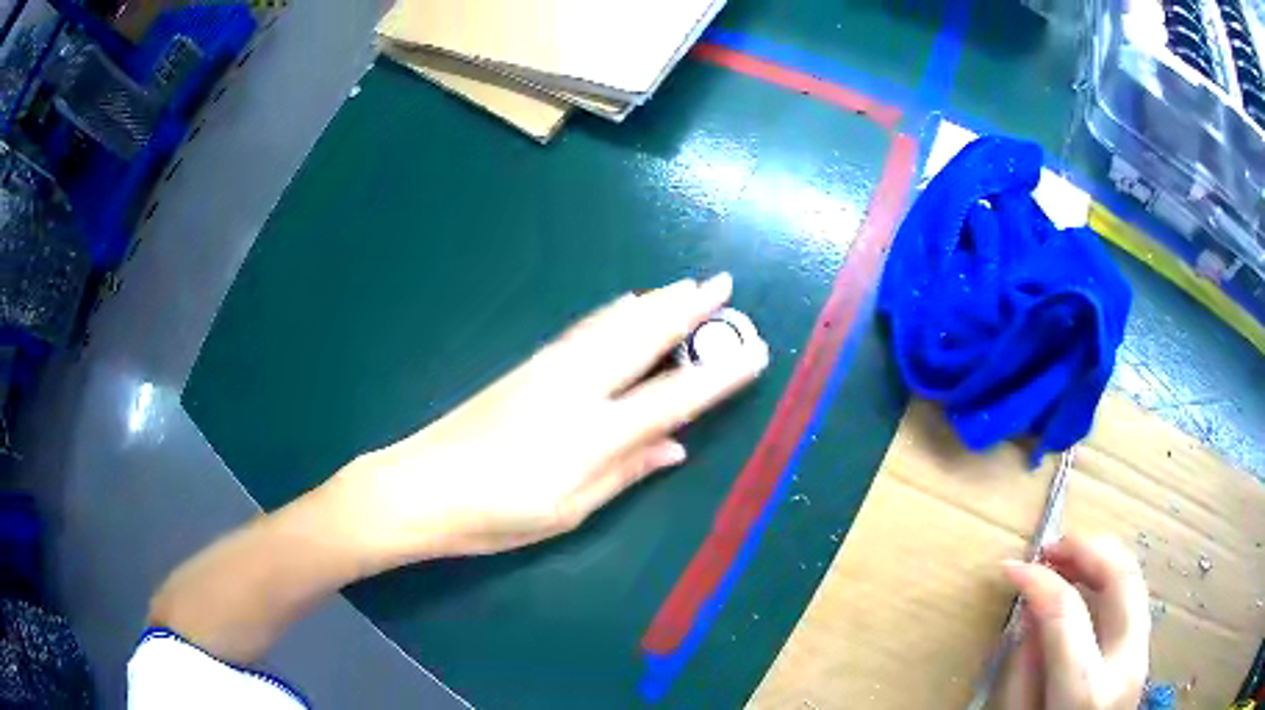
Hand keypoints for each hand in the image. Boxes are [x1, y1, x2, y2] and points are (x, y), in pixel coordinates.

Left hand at [324, 273, 768, 569]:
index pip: (674, 397)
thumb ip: (626, 472)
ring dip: (655, 303)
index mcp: (594, 433)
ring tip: (685, 286)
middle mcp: (578, 389)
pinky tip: (623, 305)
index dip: (718, 375)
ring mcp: (549, 371)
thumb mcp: (569, 510)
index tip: (753, 352)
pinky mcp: (528, 367)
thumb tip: (676, 446)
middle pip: (644, 339)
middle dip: (688, 310)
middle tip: (721, 285)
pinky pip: (584, 331)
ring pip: (614, 325)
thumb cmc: (496, 515)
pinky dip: (613, 314)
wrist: (421, 486)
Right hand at [994, 535, 1150, 709]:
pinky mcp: (1146, 650)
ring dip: (1101, 557)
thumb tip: (1029, 613)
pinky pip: (1134, 597)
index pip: (1067, 613)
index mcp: (1086, 690)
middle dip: (1085, 548)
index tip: (1011, 568)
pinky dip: (1111, 578)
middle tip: (1049, 548)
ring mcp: (1143, 652)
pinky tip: (1088, 584)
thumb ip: (1023, 671)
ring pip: (1134, 577)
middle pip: (1120, 576)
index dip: (1038, 582)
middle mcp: (1126, 662)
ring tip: (1067, 559)